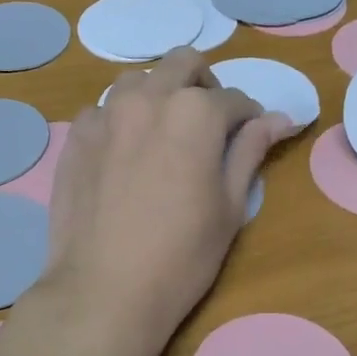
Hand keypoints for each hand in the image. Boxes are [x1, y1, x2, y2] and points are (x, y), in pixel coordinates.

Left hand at [40, 48, 294, 355]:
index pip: (234, 100)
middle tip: (209, 122)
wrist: (104, 290)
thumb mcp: (230, 206)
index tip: (250, 137)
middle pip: (183, 64)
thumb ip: (251, 151)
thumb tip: (281, 118)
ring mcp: (105, 115)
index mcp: (195, 112)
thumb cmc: (181, 255)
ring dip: (158, 93)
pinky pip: (101, 111)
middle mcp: (148, 98)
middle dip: (203, 84)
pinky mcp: (75, 138)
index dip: (248, 118)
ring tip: (163, 132)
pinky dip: (119, 120)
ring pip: (137, 80)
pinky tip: (122, 154)